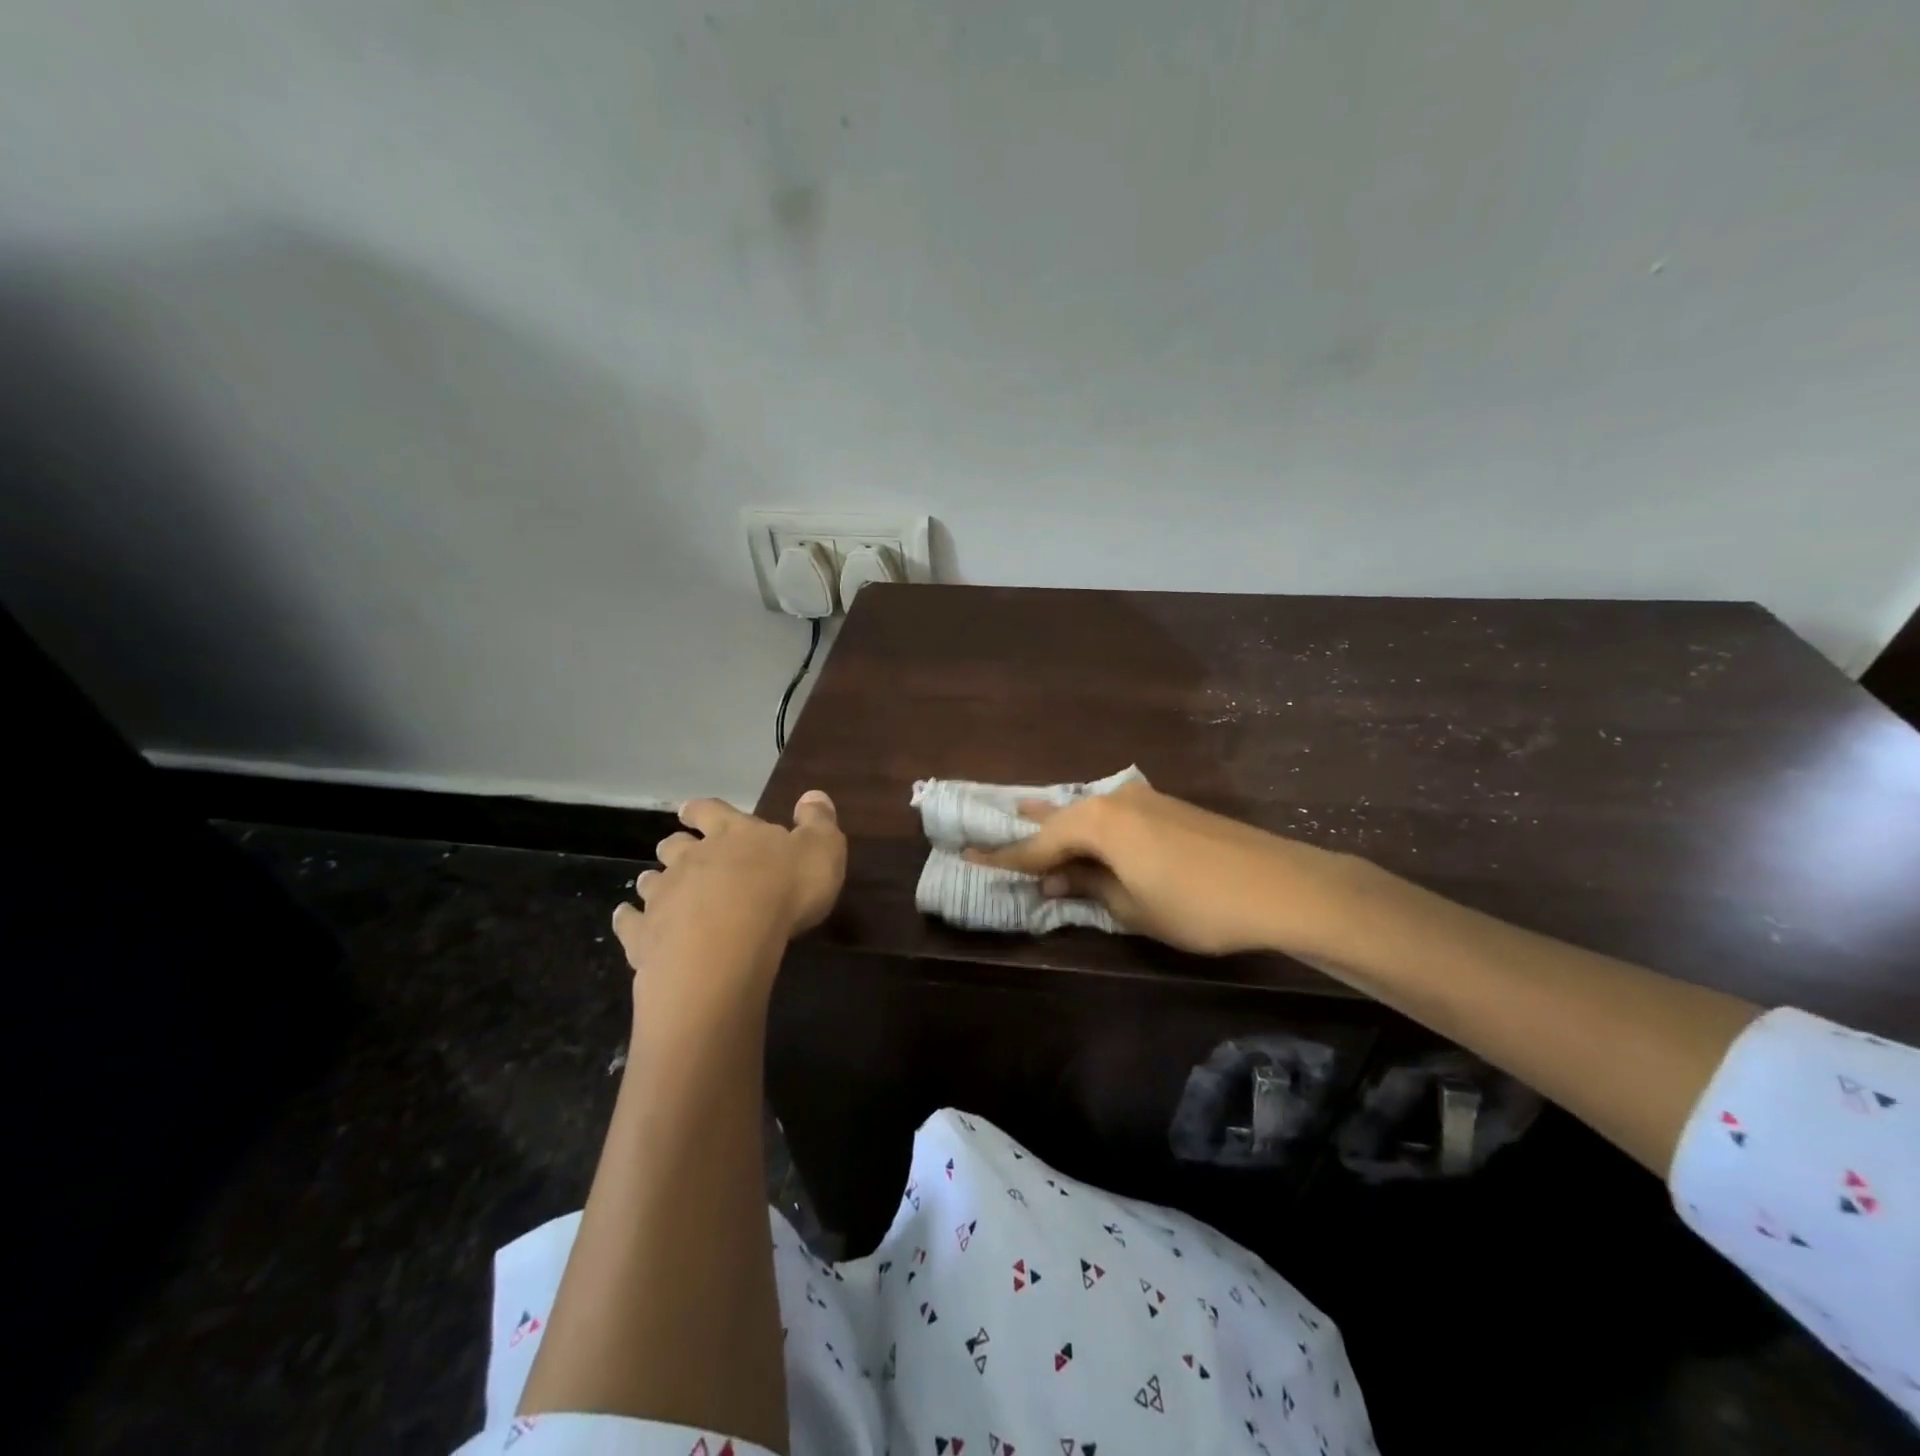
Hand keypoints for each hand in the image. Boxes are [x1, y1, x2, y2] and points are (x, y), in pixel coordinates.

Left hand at [612, 792, 845, 1011]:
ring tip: (654, 886)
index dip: (701, 810)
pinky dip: (627, 920)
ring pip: (651, 881)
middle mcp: (692, 858)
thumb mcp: (821, 850)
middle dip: (675, 846)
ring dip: (653, 881)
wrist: (728, 942)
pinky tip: (627, 921)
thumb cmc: (783, 890)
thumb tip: (814, 794)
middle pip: (675, 845)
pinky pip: (629, 923)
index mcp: (733, 834)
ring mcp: (664, 896)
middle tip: (676, 850)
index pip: (712, 811)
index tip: (688, 811)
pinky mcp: (645, 935)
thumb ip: (818, 822)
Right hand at [963, 782, 1355, 956]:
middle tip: (990, 826)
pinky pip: (1113, 813)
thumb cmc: (1196, 904)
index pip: (1038, 843)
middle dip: (1029, 829)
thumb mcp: (1132, 907)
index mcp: (1097, 822)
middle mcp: (1114, 800)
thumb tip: (1054, 879)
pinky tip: (1086, 828)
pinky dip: (1091, 824)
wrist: (1281, 885)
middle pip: (1060, 816)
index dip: (1004, 857)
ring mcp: (1144, 800)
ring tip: (1028, 812)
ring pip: (1087, 810)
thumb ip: (1088, 887)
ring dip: (1059, 819)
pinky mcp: (1168, 807)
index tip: (968, 856)